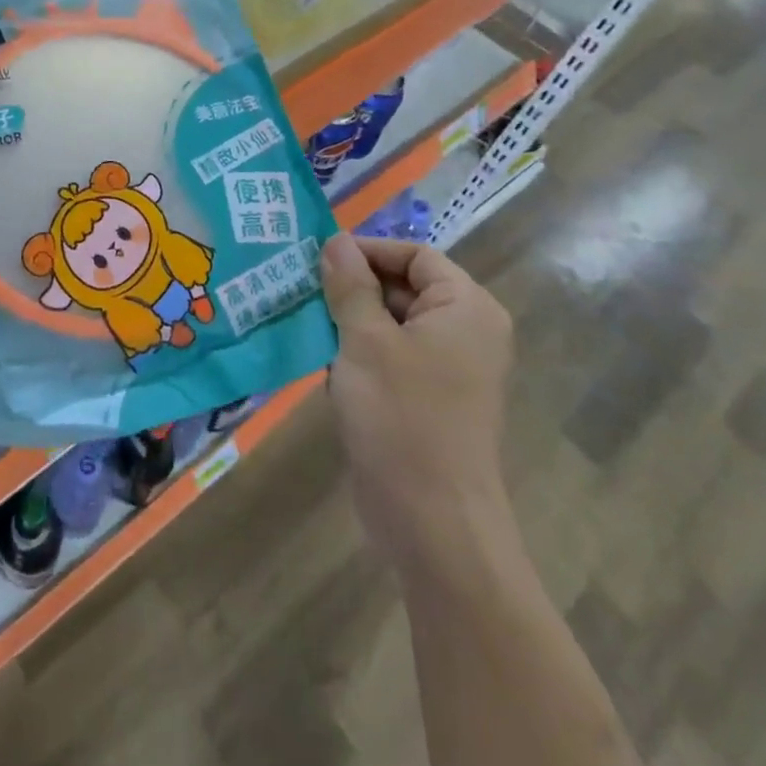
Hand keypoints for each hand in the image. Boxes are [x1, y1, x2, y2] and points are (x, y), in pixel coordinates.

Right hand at [320, 235, 513, 559]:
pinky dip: (357, 354)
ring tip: (303, 321)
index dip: (368, 250)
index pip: (414, 255)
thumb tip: (335, 241)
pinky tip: (324, 366)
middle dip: (352, 286)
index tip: (318, 258)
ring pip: (390, 323)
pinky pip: (389, 357)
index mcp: (465, 309)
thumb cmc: (403, 418)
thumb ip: (349, 286)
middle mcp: (464, 332)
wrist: (433, 524)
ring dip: (348, 321)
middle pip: (402, 286)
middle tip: (300, 287)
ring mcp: (447, 369)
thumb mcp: (366, 341)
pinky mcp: (426, 399)